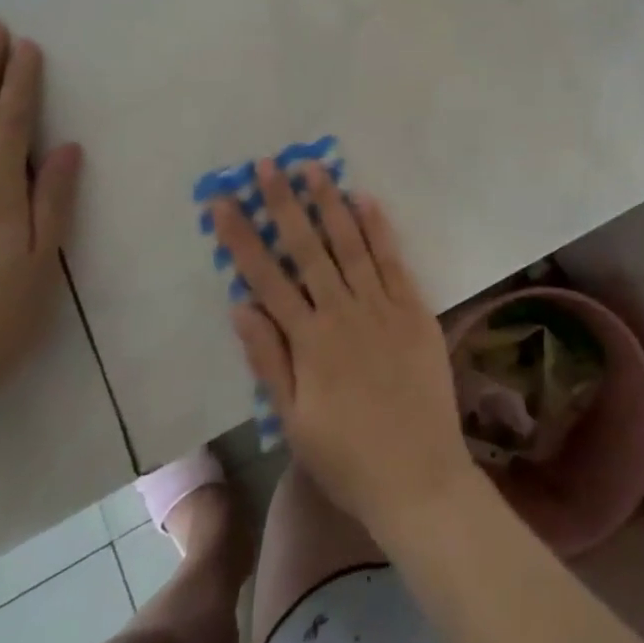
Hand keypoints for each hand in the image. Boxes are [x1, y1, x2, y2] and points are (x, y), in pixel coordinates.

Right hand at [215, 161, 476, 540]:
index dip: (242, 237)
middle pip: (307, 248)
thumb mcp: (294, 422)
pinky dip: (378, 228)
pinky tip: (365, 199)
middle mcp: (342, 313)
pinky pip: (392, 260)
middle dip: (283, 204)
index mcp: (309, 342)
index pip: (266, 277)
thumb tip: (240, 305)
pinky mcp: (414, 308)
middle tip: (267, 165)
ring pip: (350, 243)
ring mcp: (381, 306)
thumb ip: (269, 360)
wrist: (419, 477)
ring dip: (329, 203)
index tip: (224, 202)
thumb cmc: (348, 458)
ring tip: (312, 167)